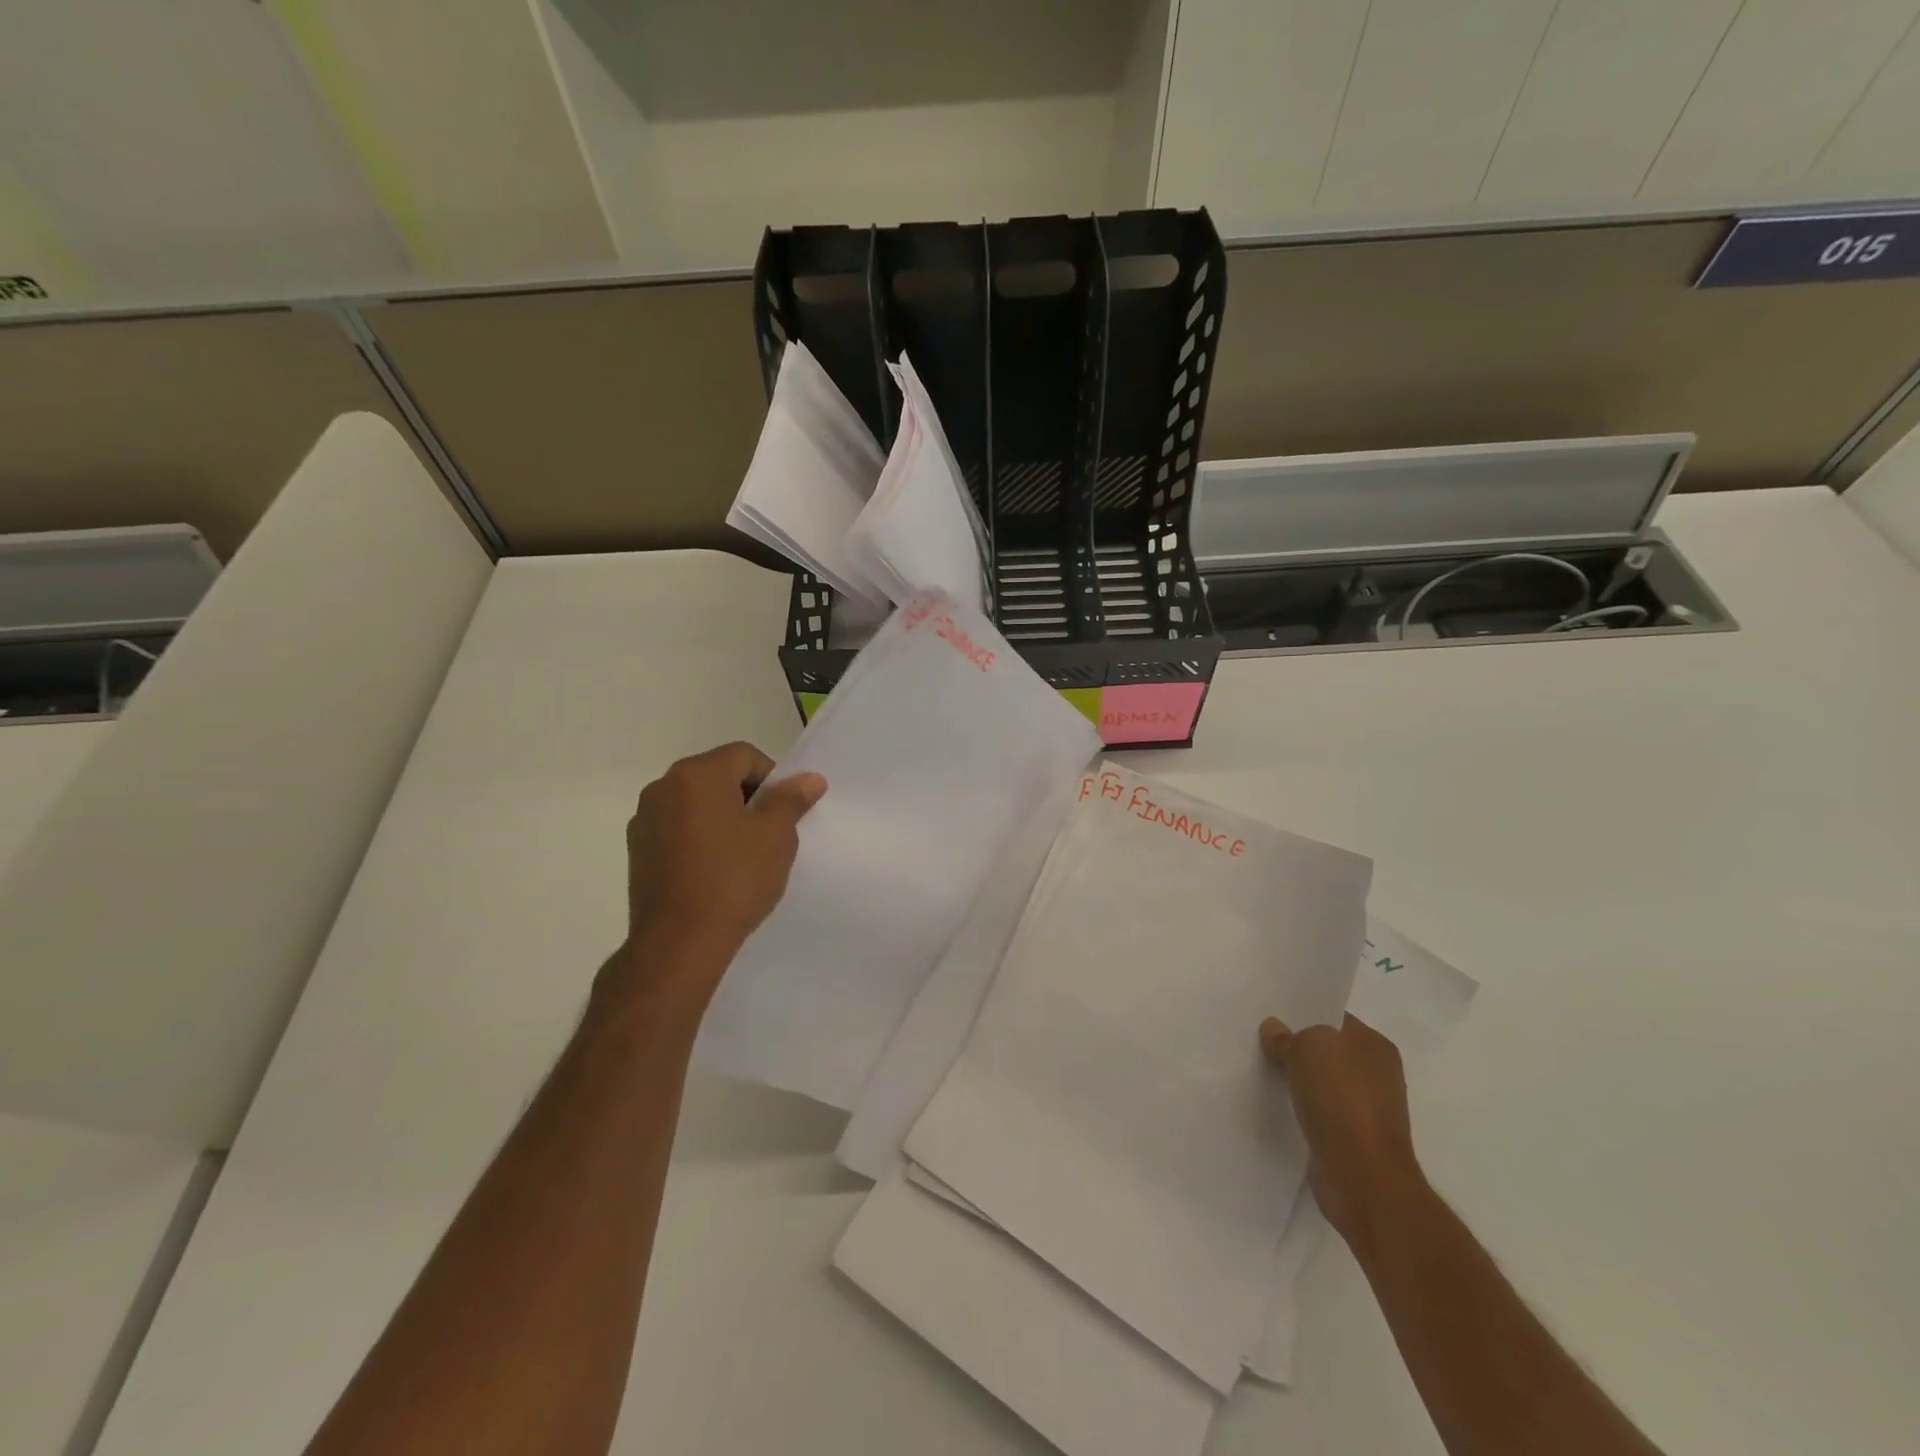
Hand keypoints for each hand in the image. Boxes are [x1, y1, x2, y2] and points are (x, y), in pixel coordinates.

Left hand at [613, 742, 825, 1003]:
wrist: (678, 943)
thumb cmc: (734, 879)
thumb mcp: (776, 836)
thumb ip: (791, 800)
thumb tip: (809, 779)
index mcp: (697, 774)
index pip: (745, 756)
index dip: (773, 779)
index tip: (785, 813)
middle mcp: (663, 787)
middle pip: (717, 775)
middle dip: (747, 797)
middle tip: (769, 833)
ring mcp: (645, 819)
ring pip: (695, 803)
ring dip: (721, 817)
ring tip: (742, 855)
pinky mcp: (637, 851)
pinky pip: (677, 829)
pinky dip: (699, 838)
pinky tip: (714, 871)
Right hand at [1260, 1014, 1426, 1252]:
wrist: (1363, 1177)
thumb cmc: (1342, 1100)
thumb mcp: (1307, 1049)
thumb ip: (1288, 1036)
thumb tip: (1274, 1030)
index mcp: (1375, 1046)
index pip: (1334, 1019)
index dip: (1303, 1015)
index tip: (1270, 1014)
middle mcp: (1376, 1075)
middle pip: (1326, 1051)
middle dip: (1296, 1047)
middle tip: (1258, 1040)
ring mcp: (1365, 1109)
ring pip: (1320, 1082)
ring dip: (1295, 1080)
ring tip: (1259, 1069)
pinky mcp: (1350, 1139)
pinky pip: (1317, 1112)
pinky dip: (1299, 1108)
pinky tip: (1273, 1103)